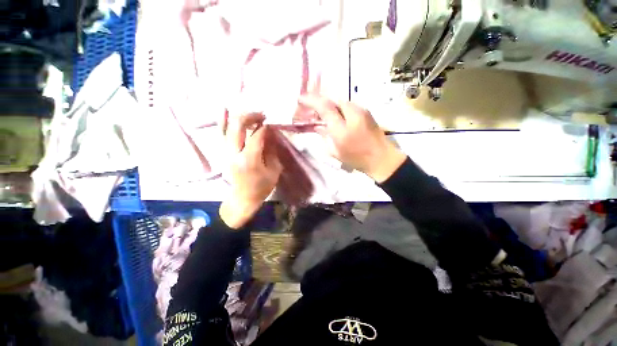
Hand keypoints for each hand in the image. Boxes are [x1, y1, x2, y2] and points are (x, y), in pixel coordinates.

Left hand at [220, 113, 282, 228]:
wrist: (243, 198)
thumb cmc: (262, 187)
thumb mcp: (274, 171)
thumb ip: (271, 151)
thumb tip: (269, 134)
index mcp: (250, 161)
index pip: (256, 137)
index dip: (263, 128)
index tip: (270, 123)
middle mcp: (234, 154)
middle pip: (237, 127)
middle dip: (250, 117)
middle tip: (261, 115)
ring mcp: (225, 153)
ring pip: (226, 127)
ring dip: (237, 116)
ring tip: (247, 110)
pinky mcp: (222, 153)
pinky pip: (221, 133)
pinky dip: (222, 121)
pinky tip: (224, 110)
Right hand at [299, 94, 405, 182]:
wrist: (382, 158)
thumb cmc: (357, 159)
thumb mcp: (335, 151)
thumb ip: (324, 136)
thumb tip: (317, 126)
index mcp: (342, 128)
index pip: (324, 107)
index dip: (311, 101)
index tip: (300, 99)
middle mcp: (352, 113)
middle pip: (332, 100)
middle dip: (319, 102)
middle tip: (310, 109)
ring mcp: (361, 110)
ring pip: (340, 102)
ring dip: (329, 105)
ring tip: (321, 113)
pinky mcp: (366, 111)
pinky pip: (347, 106)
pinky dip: (338, 108)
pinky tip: (335, 116)